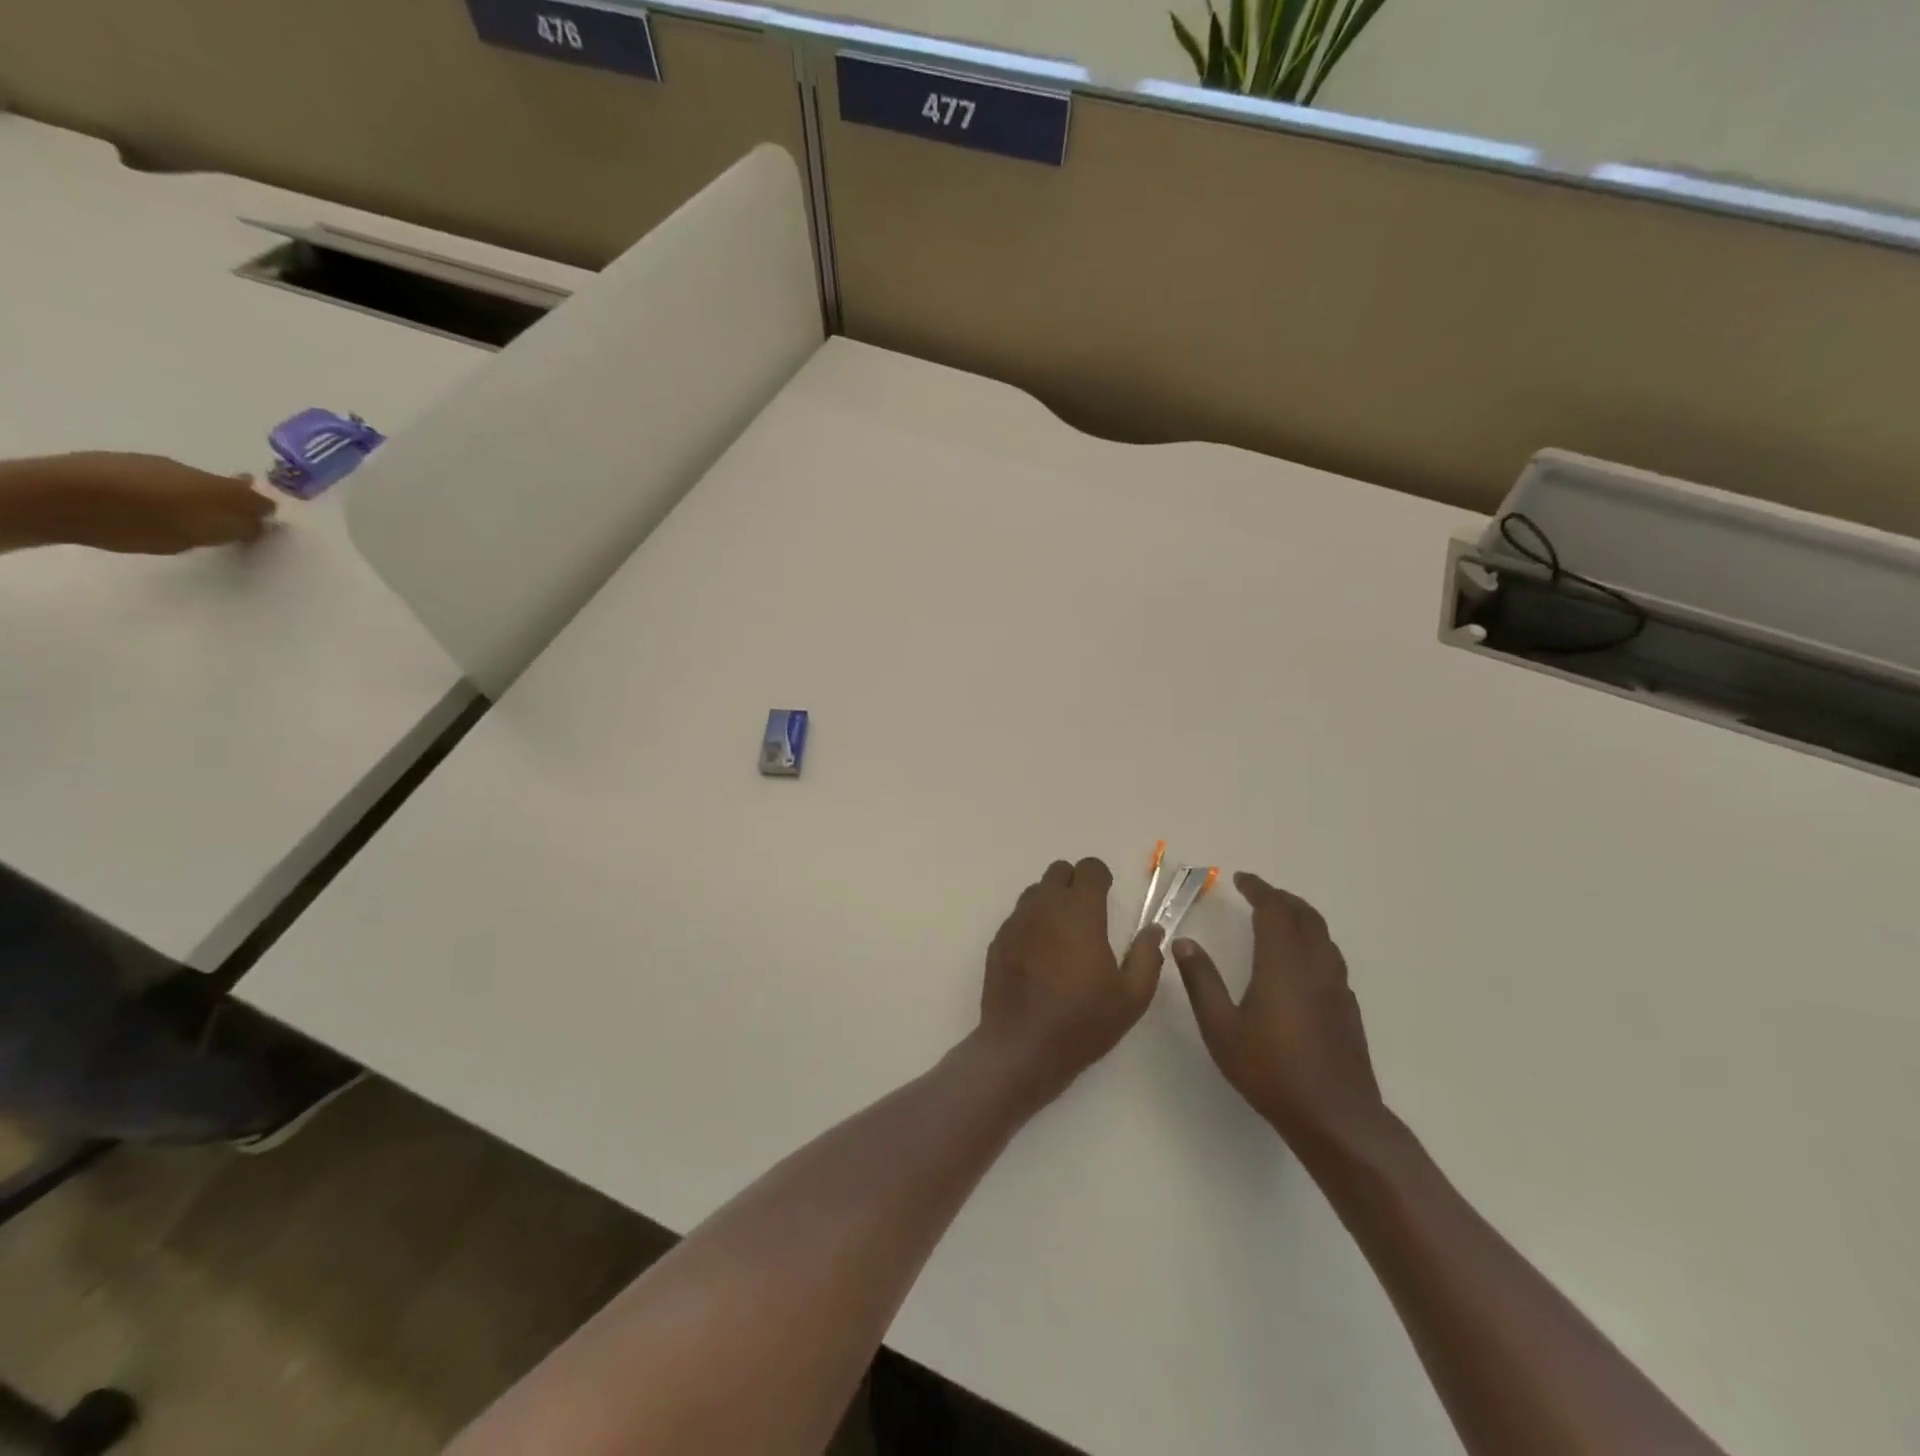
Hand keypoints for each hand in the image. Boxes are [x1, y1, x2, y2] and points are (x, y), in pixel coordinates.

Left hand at [0, 453, 275, 554]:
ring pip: (189, 481)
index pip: (254, 497)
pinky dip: (165, 492)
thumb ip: (235, 529)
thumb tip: (265, 523)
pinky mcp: (121, 465)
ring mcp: (154, 465)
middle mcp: (192, 470)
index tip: (269, 522)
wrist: (64, 498)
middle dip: (232, 500)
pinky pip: (158, 480)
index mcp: (218, 488)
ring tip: (191, 517)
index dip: (264, 508)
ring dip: (196, 496)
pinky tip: (152, 508)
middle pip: (223, 486)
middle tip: (233, 520)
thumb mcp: (200, 535)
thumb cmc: (144, 523)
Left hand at [977, 858, 1165, 1107]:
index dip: (1101, 877)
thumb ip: (1147, 956)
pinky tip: (1040, 956)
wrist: (1021, 1048)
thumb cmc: (1082, 1022)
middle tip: (1089, 915)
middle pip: (1058, 871)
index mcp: (1079, 912)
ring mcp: (1016, 922)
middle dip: (1075, 883)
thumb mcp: (1131, 997)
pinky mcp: (998, 940)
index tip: (1108, 897)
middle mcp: (1044, 907)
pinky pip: (1018, 916)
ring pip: (1035, 892)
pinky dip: (1032, 923)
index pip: (1089, 868)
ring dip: (1052, 901)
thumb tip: (1153, 930)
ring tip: (1064, 936)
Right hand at [1172, 872, 1385, 1147]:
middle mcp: (1314, 966)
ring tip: (1278, 918)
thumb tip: (1184, 942)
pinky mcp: (1347, 1007)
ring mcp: (1336, 986)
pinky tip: (1298, 961)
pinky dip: (1312, 942)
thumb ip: (1201, 981)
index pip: (1274, 910)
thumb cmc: (1271, 1071)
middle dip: (1281, 898)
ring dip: (1300, 917)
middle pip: (1305, 915)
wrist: (1335, 1116)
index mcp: (1283, 964)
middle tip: (1258, 893)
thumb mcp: (1221, 1027)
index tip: (1240, 879)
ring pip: (1323, 935)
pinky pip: (1330, 957)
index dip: (1258, 889)